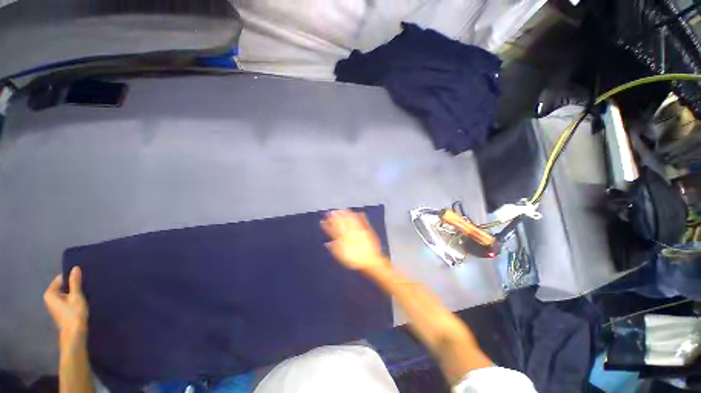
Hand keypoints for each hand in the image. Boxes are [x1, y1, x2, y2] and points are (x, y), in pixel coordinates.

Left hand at [44, 267, 88, 344]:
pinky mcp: (60, 311)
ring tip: (84, 294)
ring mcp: (54, 306)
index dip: (72, 278)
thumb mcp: (76, 296)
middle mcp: (49, 298)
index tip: (82, 280)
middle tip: (85, 287)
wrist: (75, 334)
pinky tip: (81, 302)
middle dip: (73, 287)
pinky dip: (73, 299)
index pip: (61, 279)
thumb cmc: (74, 314)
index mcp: (50, 293)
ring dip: (74, 294)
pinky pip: (66, 300)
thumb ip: (75, 282)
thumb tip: (75, 267)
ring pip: (65, 294)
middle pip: (63, 287)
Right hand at [321, 210, 387, 272]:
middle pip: (341, 223)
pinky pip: (363, 222)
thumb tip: (327, 243)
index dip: (327, 225)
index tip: (323, 221)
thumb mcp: (342, 257)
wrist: (370, 261)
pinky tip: (359, 212)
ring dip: (346, 214)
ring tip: (343, 210)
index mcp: (342, 239)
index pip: (333, 230)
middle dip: (335, 217)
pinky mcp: (367, 230)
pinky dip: (360, 217)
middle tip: (331, 212)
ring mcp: (359, 230)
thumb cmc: (354, 261)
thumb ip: (334, 249)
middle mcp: (350, 233)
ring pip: (351, 220)